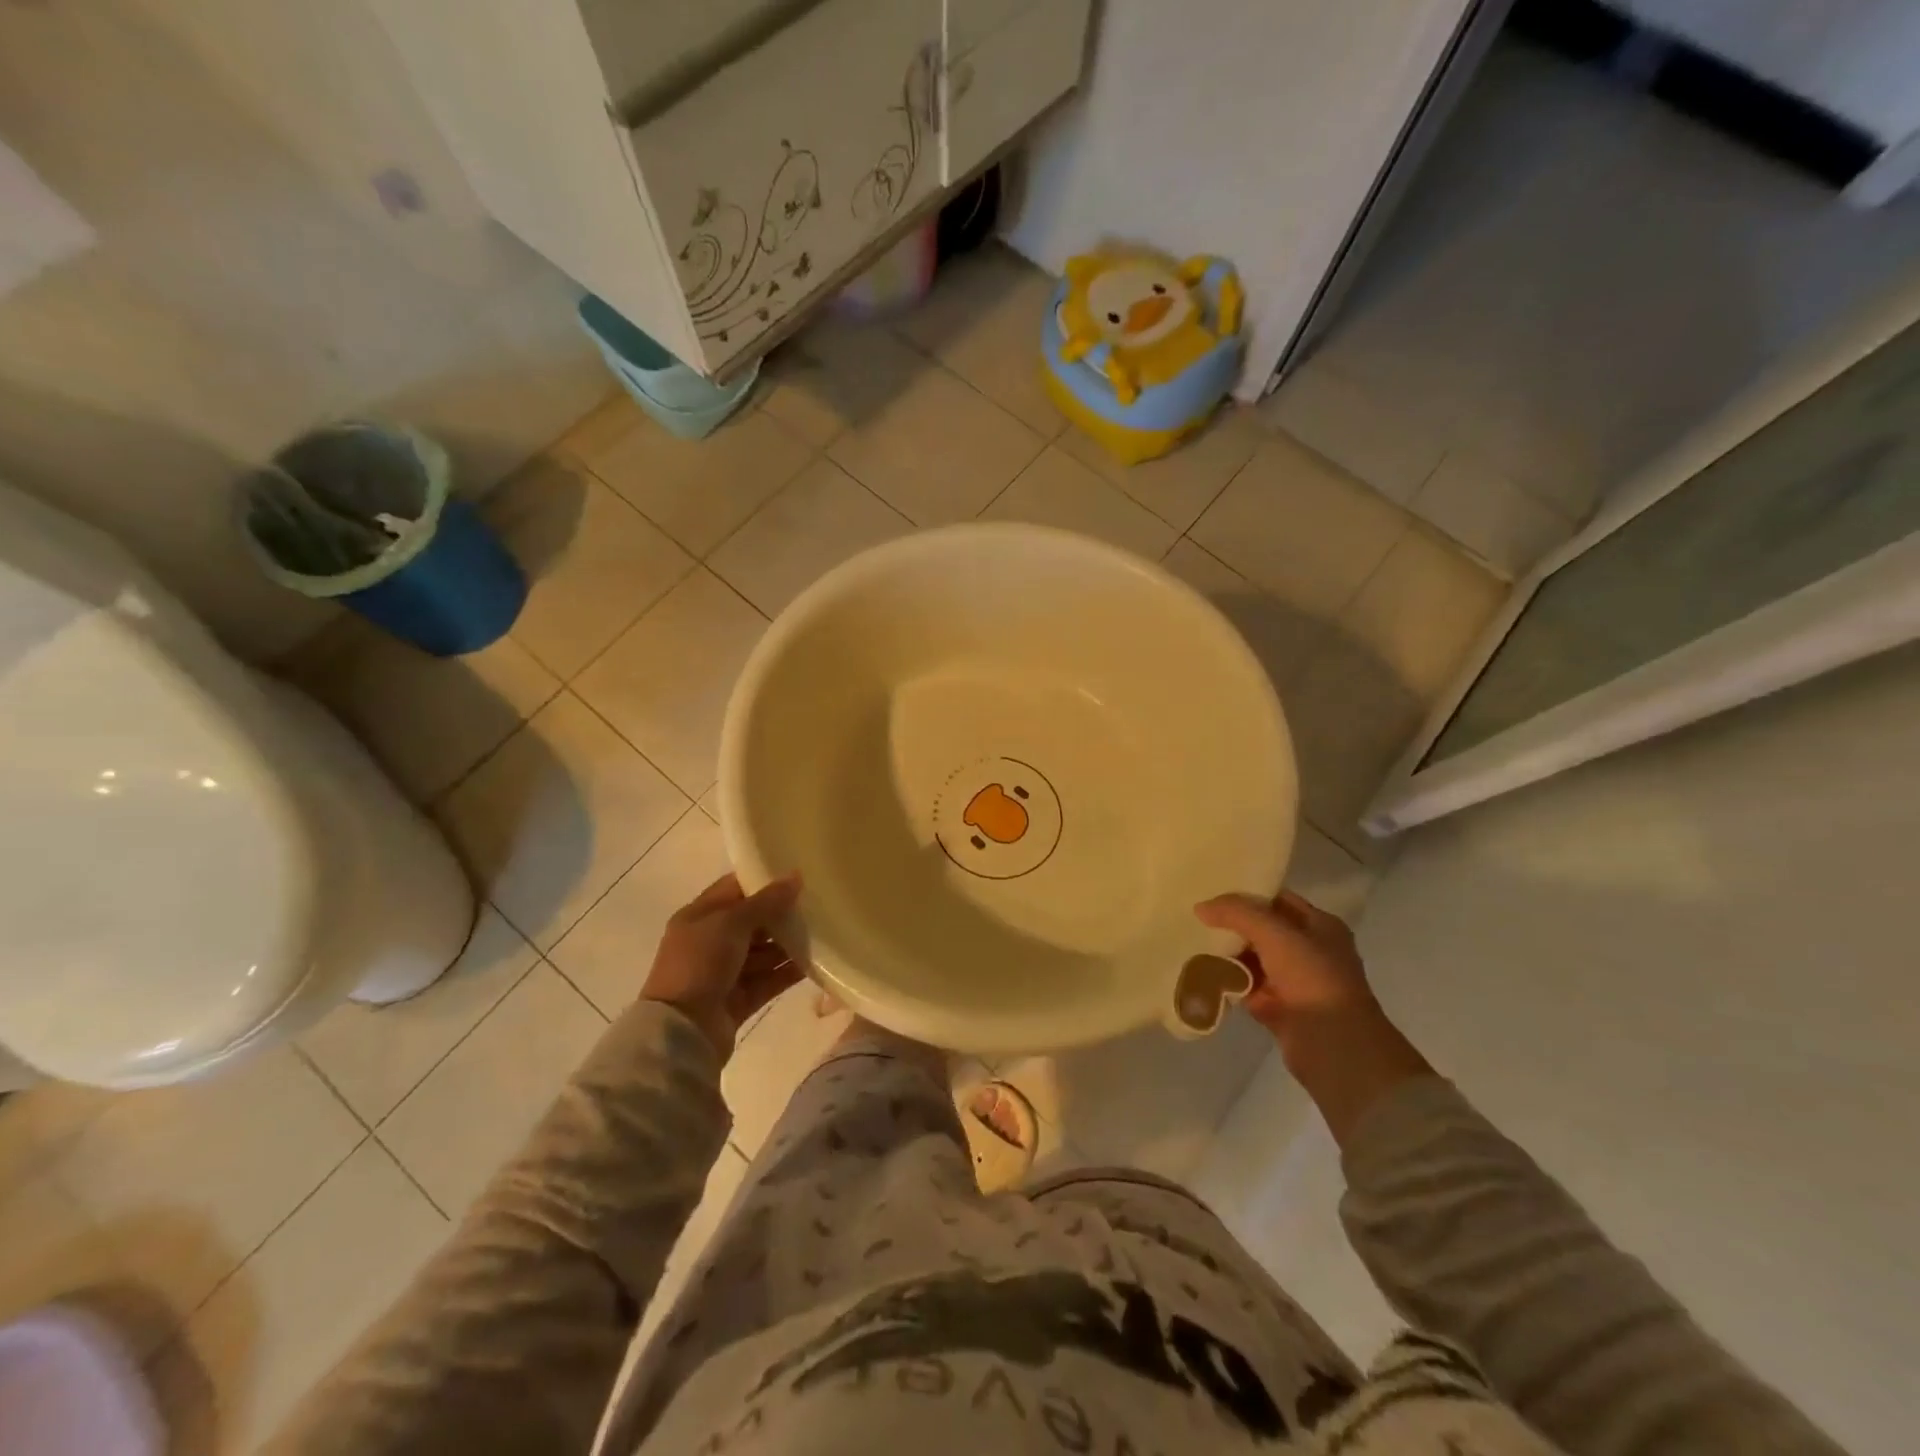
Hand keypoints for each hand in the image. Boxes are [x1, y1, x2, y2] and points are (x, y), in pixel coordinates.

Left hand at [642, 873, 803, 1062]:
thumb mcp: (731, 923)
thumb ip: (766, 901)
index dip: (762, 880)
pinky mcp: (739, 999)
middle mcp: (711, 942)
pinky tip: (814, 962)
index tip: (796, 875)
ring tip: (822, 932)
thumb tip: (796, 876)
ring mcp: (725, 973)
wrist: (682, 1031)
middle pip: (752, 921)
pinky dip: (788, 972)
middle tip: (816, 904)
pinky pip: (769, 979)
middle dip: (781, 914)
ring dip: (788, 944)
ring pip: (763, 952)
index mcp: (699, 917)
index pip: (734, 889)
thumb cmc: (700, 963)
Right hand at [1195, 890, 1432, 1146]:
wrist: (1334, 1047)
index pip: (1278, 900)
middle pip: (1263, 929)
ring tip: (1193, 942)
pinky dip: (1228, 982)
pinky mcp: (1280, 1009)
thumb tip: (1201, 907)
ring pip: (1253, 959)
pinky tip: (1202, 973)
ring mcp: (1295, 981)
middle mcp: (1310, 951)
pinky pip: (1247, 987)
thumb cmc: (1312, 979)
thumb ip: (1237, 913)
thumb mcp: (1274, 934)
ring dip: (1228, 953)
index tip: (1212, 890)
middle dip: (1232, 925)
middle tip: (1197, 917)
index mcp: (1320, 926)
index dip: (1247, 894)